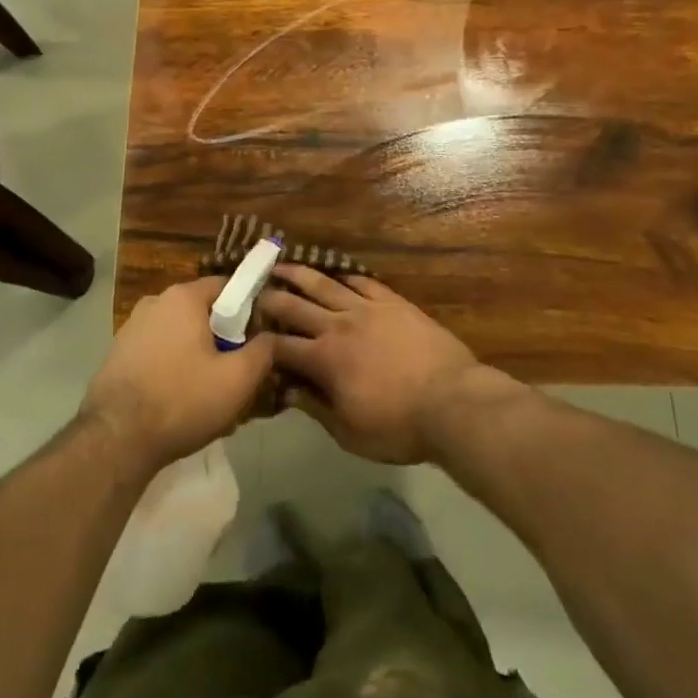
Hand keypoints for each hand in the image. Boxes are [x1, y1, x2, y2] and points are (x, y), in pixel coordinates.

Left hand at [83, 277, 273, 472]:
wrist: (116, 439)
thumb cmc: (182, 400)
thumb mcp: (237, 380)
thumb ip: (263, 352)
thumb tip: (273, 337)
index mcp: (183, 297)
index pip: (227, 286)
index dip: (249, 308)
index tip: (259, 337)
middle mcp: (155, 302)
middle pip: (202, 311)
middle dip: (222, 337)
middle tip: (237, 370)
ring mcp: (132, 327)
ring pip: (180, 333)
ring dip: (197, 354)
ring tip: (210, 391)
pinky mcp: (118, 353)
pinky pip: (158, 351)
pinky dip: (173, 366)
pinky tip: (180, 399)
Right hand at [261, 267, 516, 463]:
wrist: (452, 402)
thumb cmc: (398, 426)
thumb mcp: (349, 432)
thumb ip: (315, 408)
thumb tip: (287, 391)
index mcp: (324, 359)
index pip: (281, 346)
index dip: (260, 341)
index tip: (245, 334)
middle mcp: (339, 325)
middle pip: (295, 307)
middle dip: (270, 298)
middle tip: (252, 289)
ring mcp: (367, 309)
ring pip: (325, 284)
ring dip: (300, 274)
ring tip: (281, 265)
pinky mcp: (393, 303)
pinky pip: (363, 282)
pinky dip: (345, 277)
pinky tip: (337, 274)